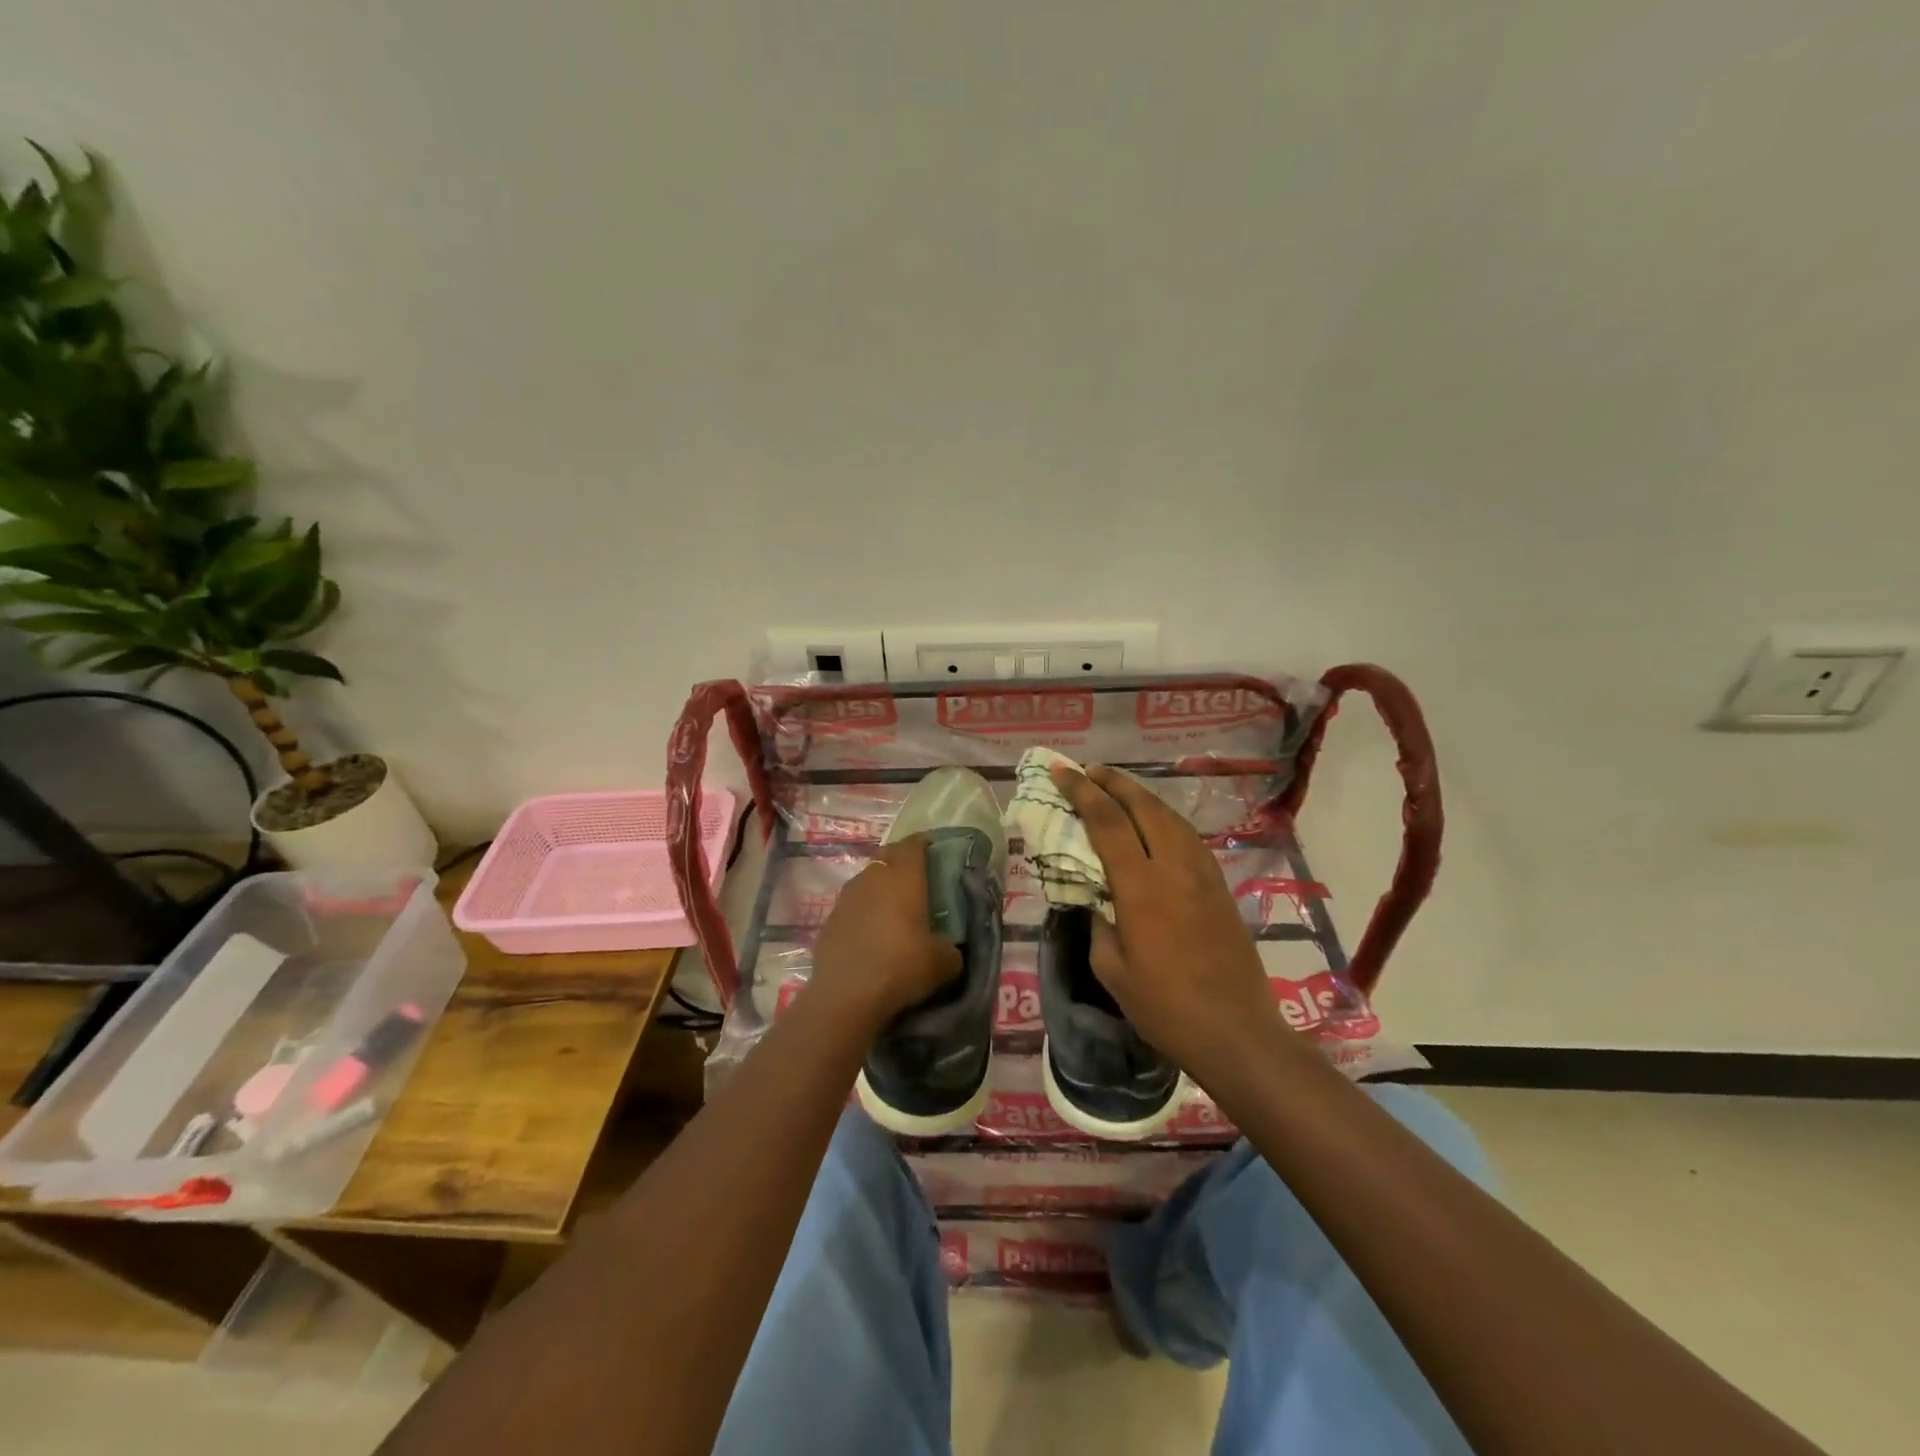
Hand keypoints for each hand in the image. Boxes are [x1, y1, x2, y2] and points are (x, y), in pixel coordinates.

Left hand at [809, 834, 963, 1030]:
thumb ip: (951, 948)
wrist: (845, 996)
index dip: (923, 843)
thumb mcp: (943, 963)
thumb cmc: (901, 967)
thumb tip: (949, 949)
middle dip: (901, 860)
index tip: (934, 851)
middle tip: (916, 877)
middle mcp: (873, 878)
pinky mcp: (829, 920)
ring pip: (867, 879)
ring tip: (892, 907)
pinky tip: (869, 932)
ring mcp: (846, 897)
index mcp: (904, 878)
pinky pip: (851, 905)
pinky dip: (863, 910)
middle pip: (887, 856)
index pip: (913, 844)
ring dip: (880, 885)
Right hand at [1050, 762, 1293, 1083]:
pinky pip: (1188, 836)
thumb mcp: (1113, 971)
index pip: (1107, 822)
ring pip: (1170, 816)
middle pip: (1143, 806)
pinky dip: (1164, 818)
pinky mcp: (1220, 886)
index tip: (1061, 770)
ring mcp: (1203, 874)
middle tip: (1087, 769)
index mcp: (1142, 887)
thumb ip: (1099, 925)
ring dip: (1140, 796)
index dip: (1081, 792)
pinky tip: (1154, 824)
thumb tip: (1096, 901)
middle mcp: (1175, 868)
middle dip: (1112, 782)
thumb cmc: (1165, 1007)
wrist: (1236, 1032)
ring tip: (1116, 788)